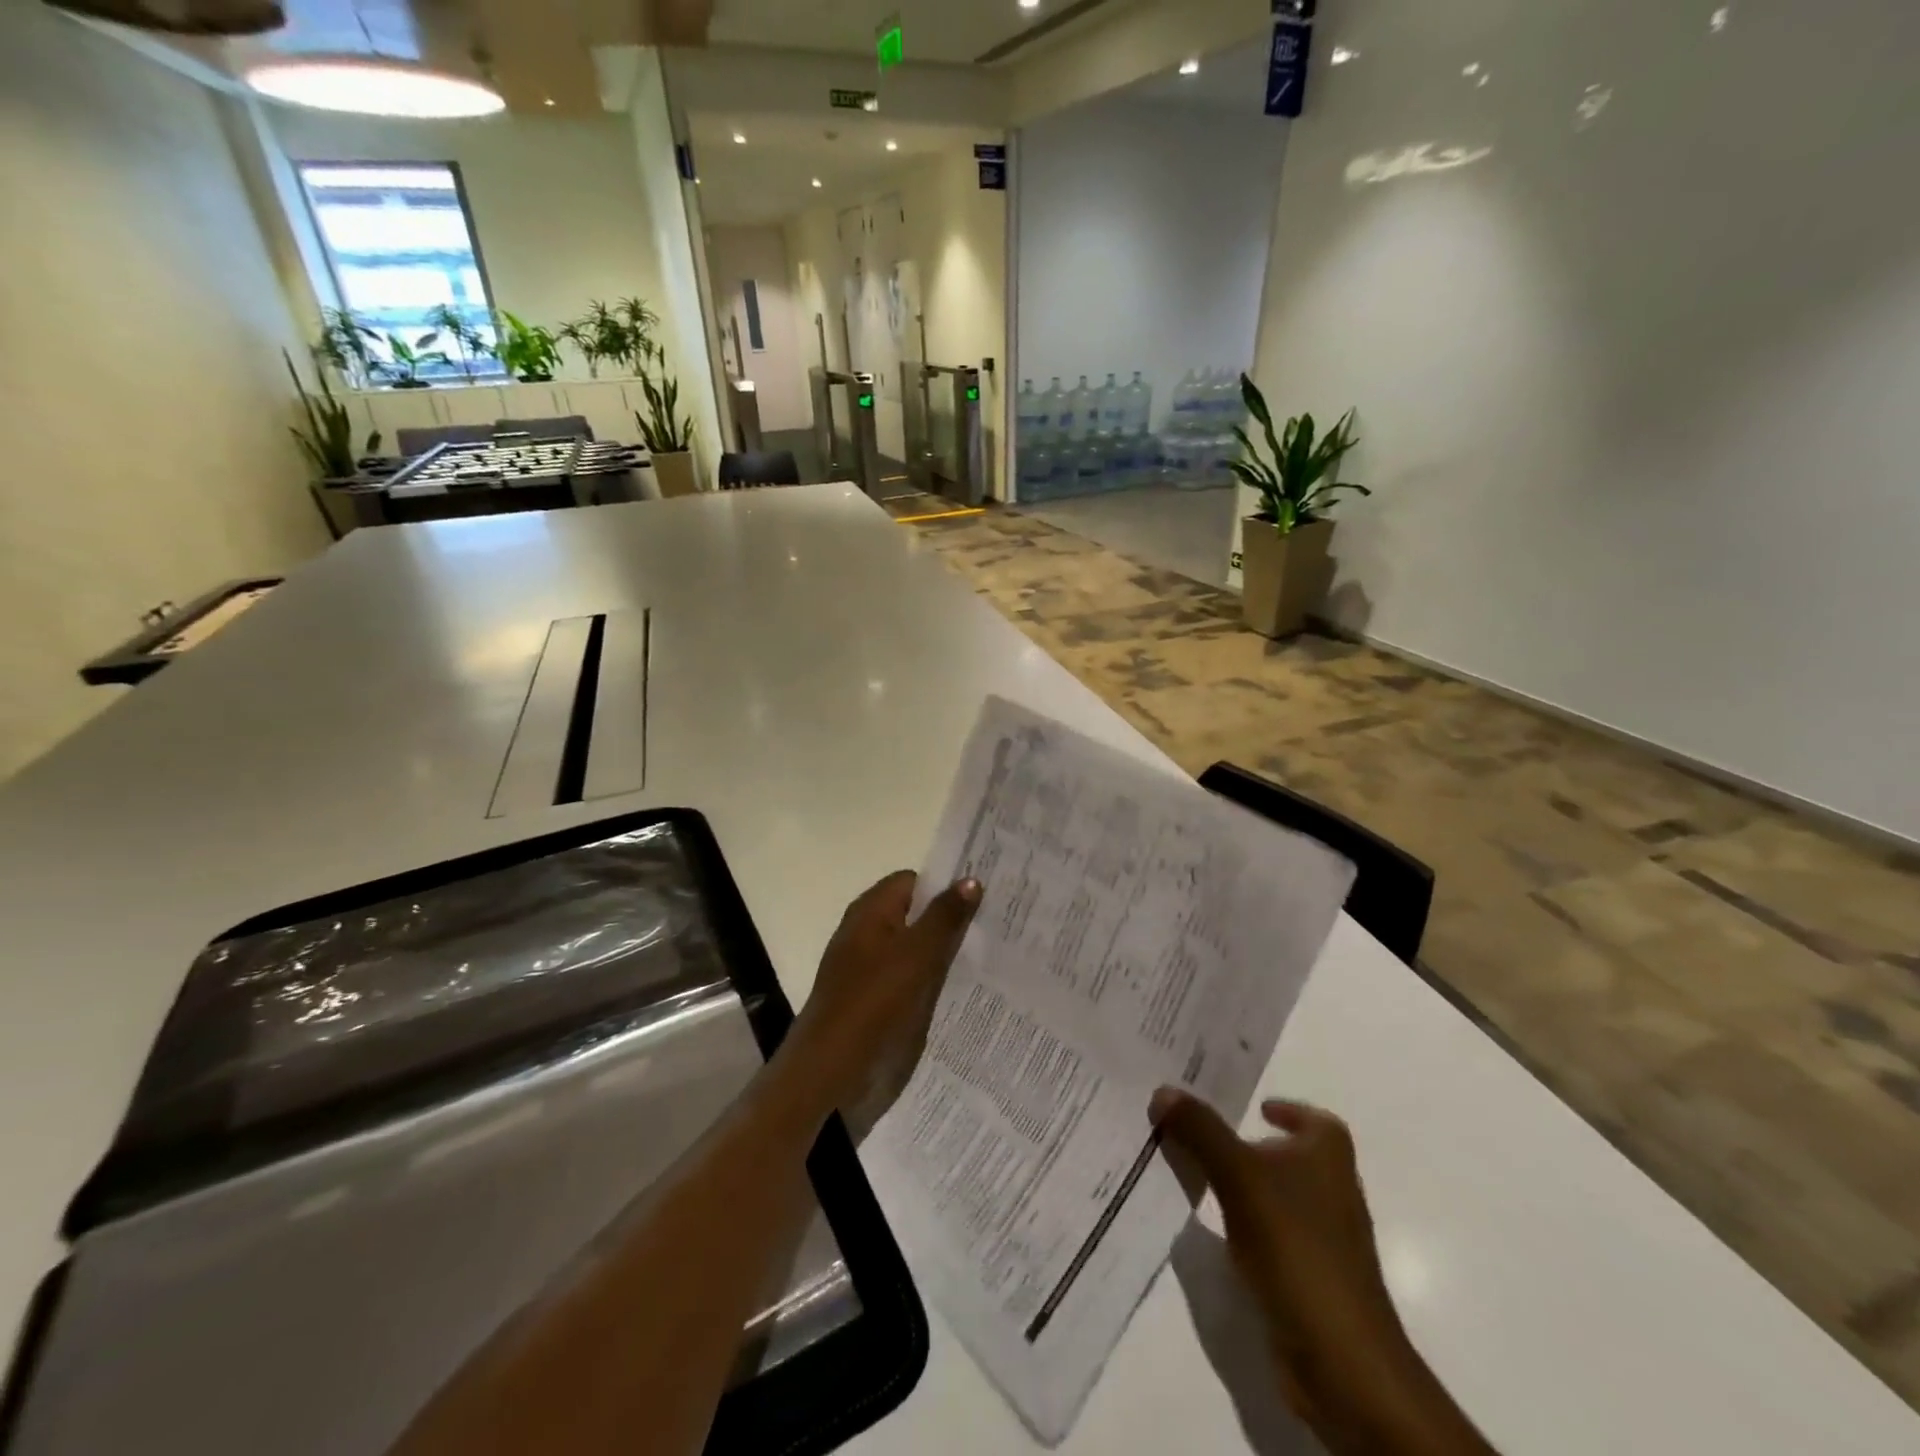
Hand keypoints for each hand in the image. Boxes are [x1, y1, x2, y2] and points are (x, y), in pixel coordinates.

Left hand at [791, 873, 980, 1131]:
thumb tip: (971, 879)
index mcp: (871, 909)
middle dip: (949, 918)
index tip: (983, 898)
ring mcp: (865, 963)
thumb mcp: (917, 955)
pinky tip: (955, 988)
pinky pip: (904, 973)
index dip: (945, 886)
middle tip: (993, 926)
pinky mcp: (869, 994)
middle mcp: (865, 929)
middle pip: (914, 912)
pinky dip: (927, 976)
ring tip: (985, 956)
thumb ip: (945, 917)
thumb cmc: (874, 1001)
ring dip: (941, 950)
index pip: (914, 881)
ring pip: (911, 945)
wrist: (830, 1066)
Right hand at [1151, 1091, 1495, 1455]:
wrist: (1342, 1360)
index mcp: (1329, 1155)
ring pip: (1274, 1193)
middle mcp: (1333, 1188)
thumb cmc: (1297, 1247)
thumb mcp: (1239, 1176)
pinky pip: (1269, 1232)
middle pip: (1287, 1153)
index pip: (1311, 1117)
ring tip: (1193, 1171)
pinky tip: (1211, 1229)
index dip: (1285, 1109)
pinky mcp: (1308, 1276)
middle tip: (1199, 1129)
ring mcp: (1324, 1237)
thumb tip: (1162, 1090)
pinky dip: (1243, 1223)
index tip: (1251, 1107)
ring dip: (1241, 1183)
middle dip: (1248, 1142)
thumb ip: (1200, 1131)